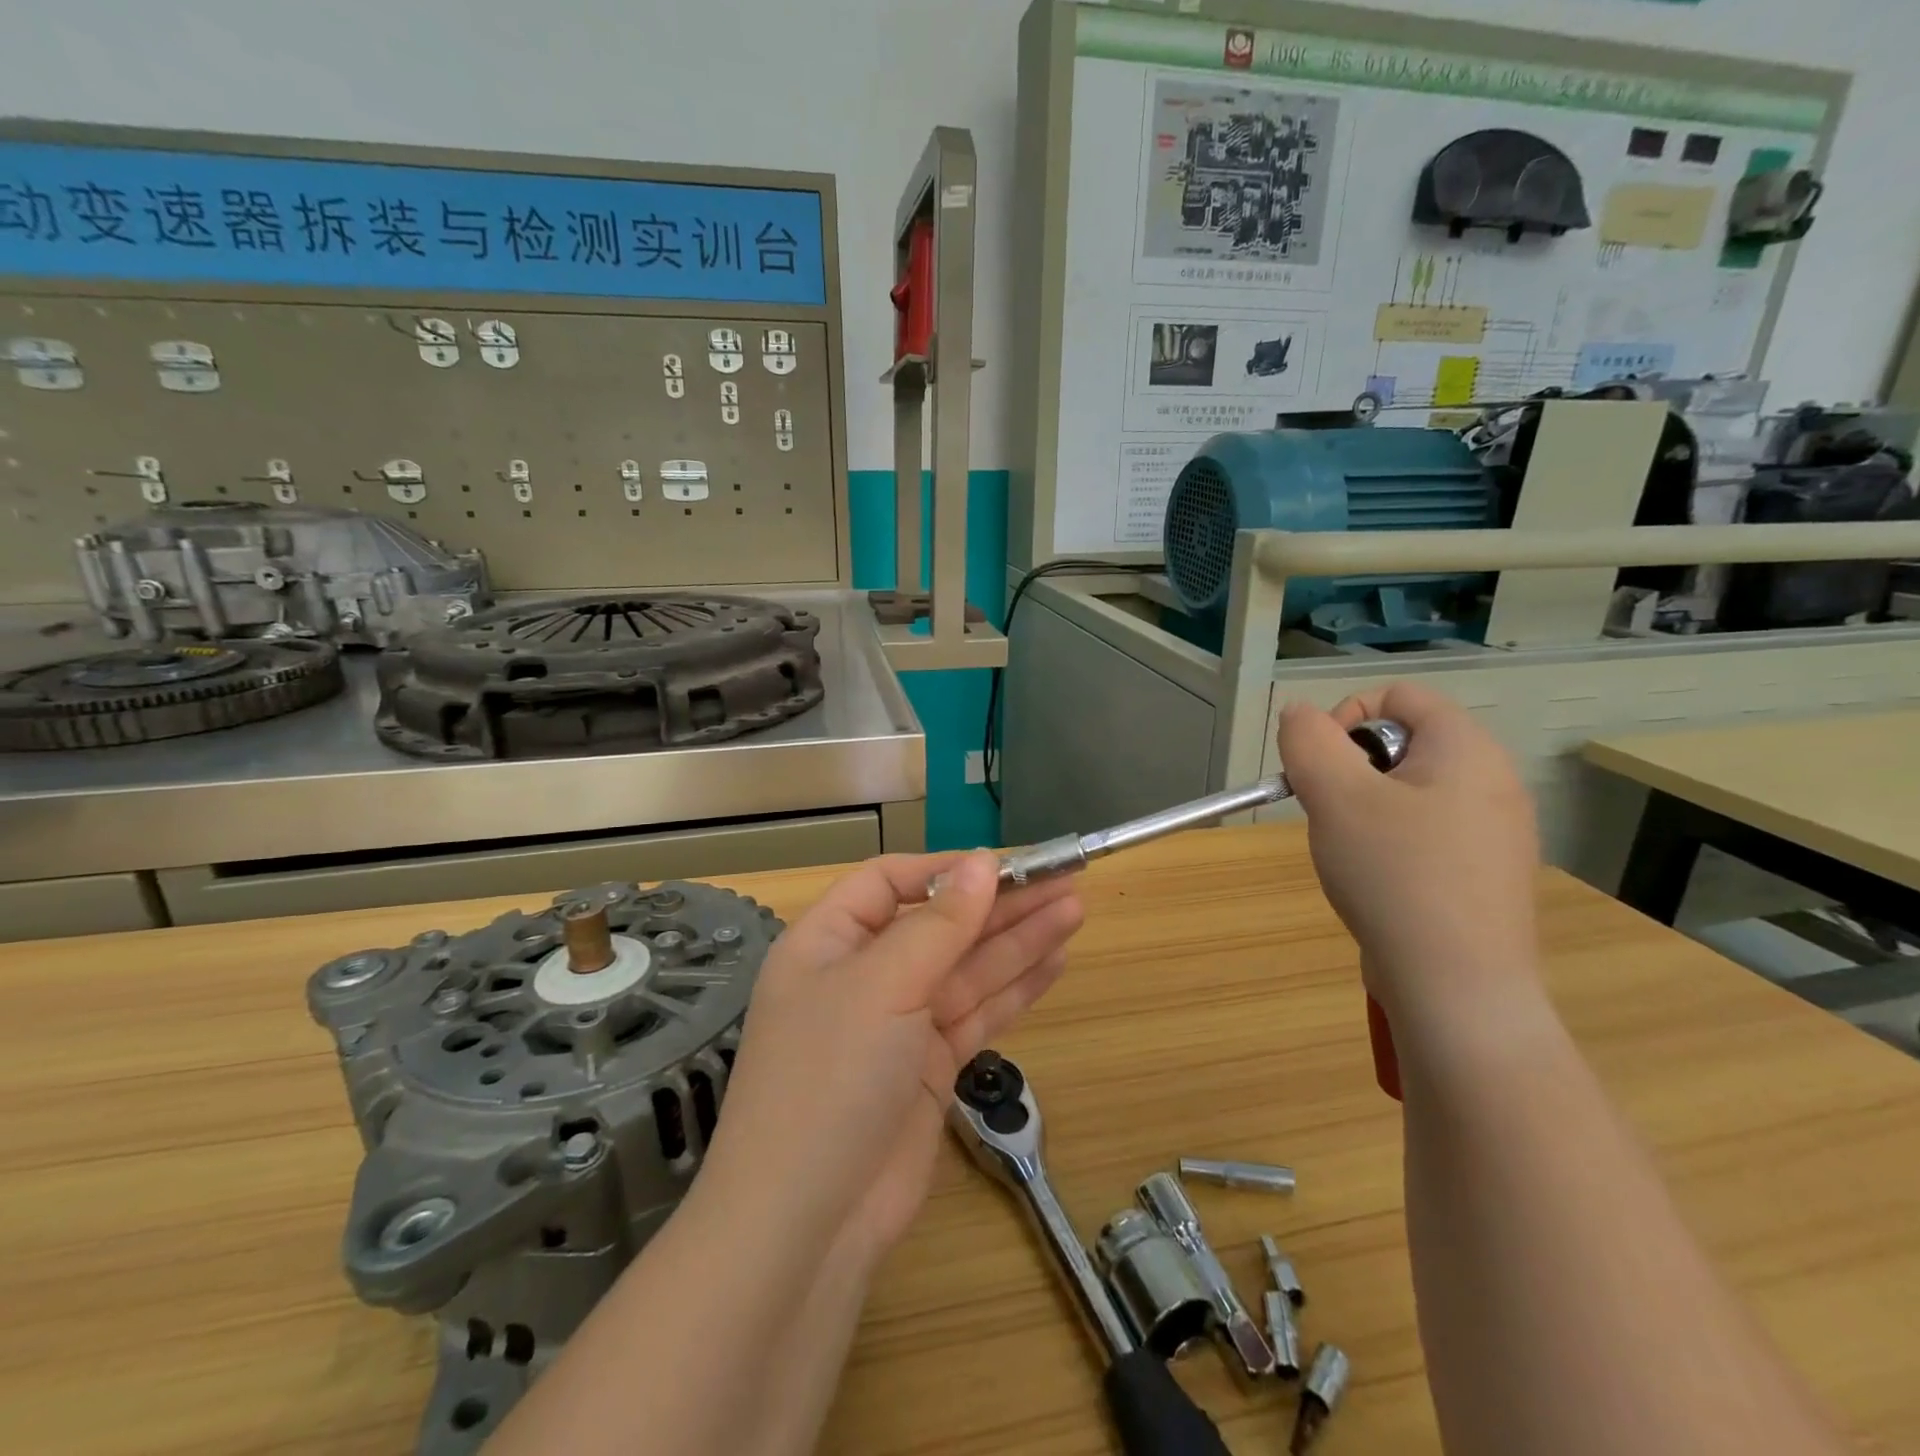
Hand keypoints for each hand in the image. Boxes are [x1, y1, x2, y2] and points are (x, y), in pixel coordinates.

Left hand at [703, 851, 1083, 1259]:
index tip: (1003, 865)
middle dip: (1000, 905)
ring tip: (1075, 912)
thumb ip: (940, 924)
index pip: (889, 882)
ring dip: (1019, 941)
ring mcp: (899, 1024)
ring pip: (967, 968)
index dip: (945, 871)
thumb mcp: (883, 985)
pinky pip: (978, 1013)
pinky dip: (1015, 988)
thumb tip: (982, 862)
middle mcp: (864, 975)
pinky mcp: (929, 1067)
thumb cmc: (831, 1076)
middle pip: (940, 924)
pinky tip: (1055, 962)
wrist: (808, 1223)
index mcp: (829, 940)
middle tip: (1065, 883)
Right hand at [1275, 683, 1540, 1031]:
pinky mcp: (1484, 874)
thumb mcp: (1336, 797)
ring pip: (1408, 792)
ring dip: (1364, 810)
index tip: (1320, 768)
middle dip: (1350, 771)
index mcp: (1467, 750)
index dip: (1345, 717)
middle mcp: (1493, 781)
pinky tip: (1378, 883)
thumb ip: (1309, 741)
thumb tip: (1299, 713)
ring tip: (1352, 854)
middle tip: (1331, 815)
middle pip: (1402, 743)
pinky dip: (1390, 844)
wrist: (1457, 988)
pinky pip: (1425, 833)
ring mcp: (1494, 832)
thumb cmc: (1395, 877)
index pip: (1399, 696)